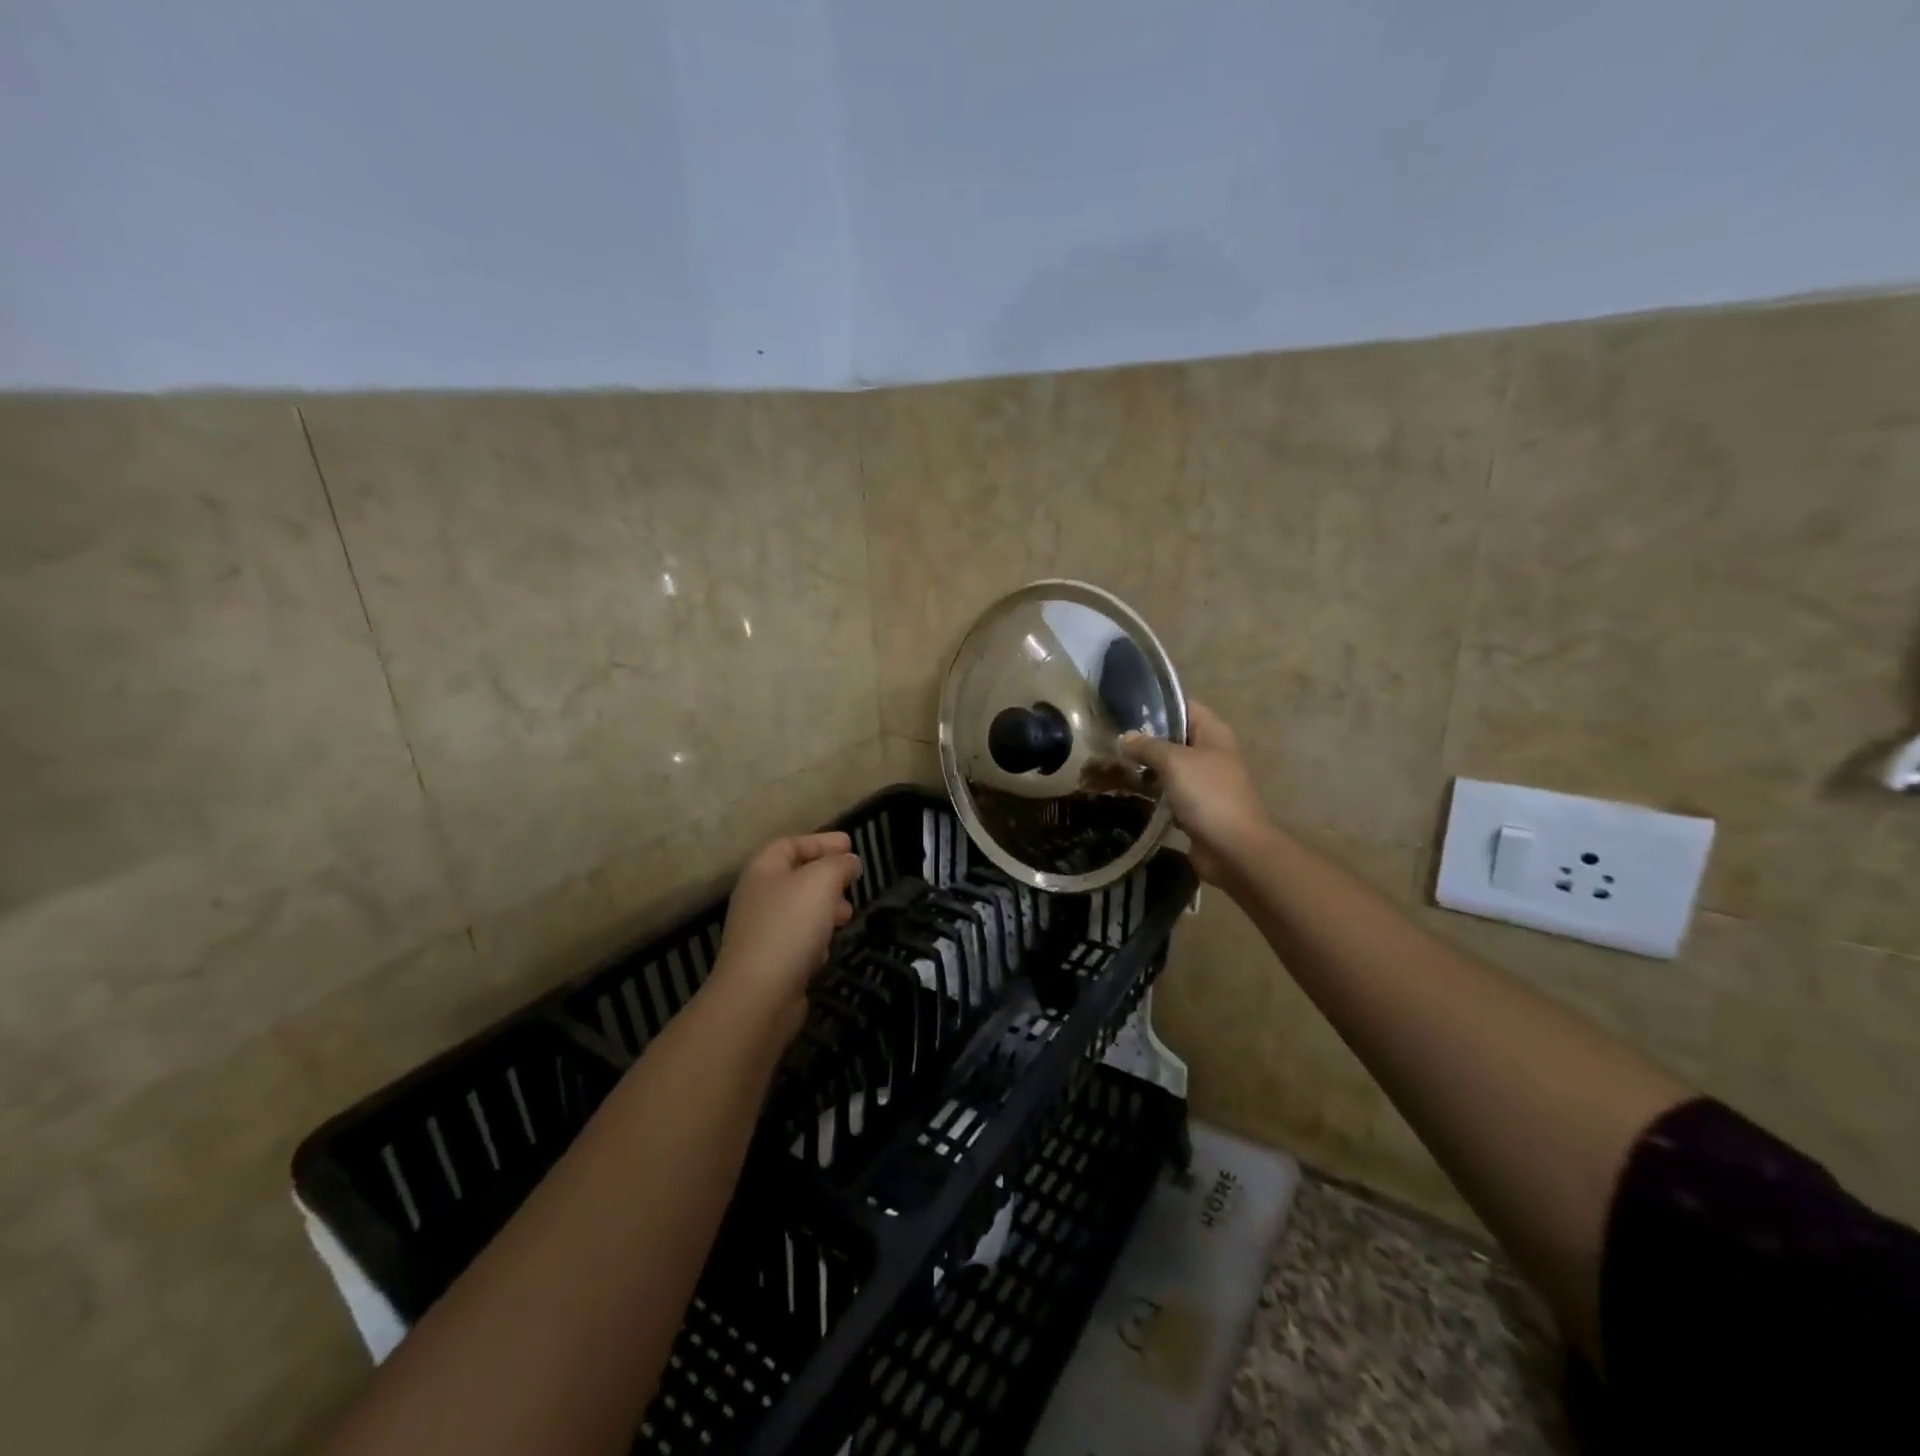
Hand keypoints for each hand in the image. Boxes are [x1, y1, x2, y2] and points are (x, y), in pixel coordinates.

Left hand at [710, 832, 862, 1039]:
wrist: (759, 994)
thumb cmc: (790, 926)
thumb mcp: (821, 881)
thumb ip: (839, 864)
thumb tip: (849, 861)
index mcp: (763, 870)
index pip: (791, 844)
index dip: (821, 841)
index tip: (850, 845)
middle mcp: (757, 897)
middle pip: (795, 876)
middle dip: (827, 877)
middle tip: (852, 882)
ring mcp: (761, 931)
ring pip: (799, 910)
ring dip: (825, 908)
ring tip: (847, 916)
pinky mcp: (769, 962)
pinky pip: (796, 940)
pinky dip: (815, 938)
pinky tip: (827, 948)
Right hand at [1122, 702, 1274, 884]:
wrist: (1232, 849)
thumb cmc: (1207, 795)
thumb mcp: (1174, 762)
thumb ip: (1147, 746)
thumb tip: (1125, 738)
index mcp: (1213, 734)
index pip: (1184, 707)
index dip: (1158, 704)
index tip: (1125, 706)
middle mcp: (1210, 753)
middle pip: (1175, 737)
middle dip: (1145, 738)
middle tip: (1111, 737)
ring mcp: (1204, 782)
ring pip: (1169, 767)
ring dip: (1145, 766)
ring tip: (1112, 762)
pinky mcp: (1195, 807)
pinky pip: (1168, 792)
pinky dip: (1151, 791)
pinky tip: (1126, 790)